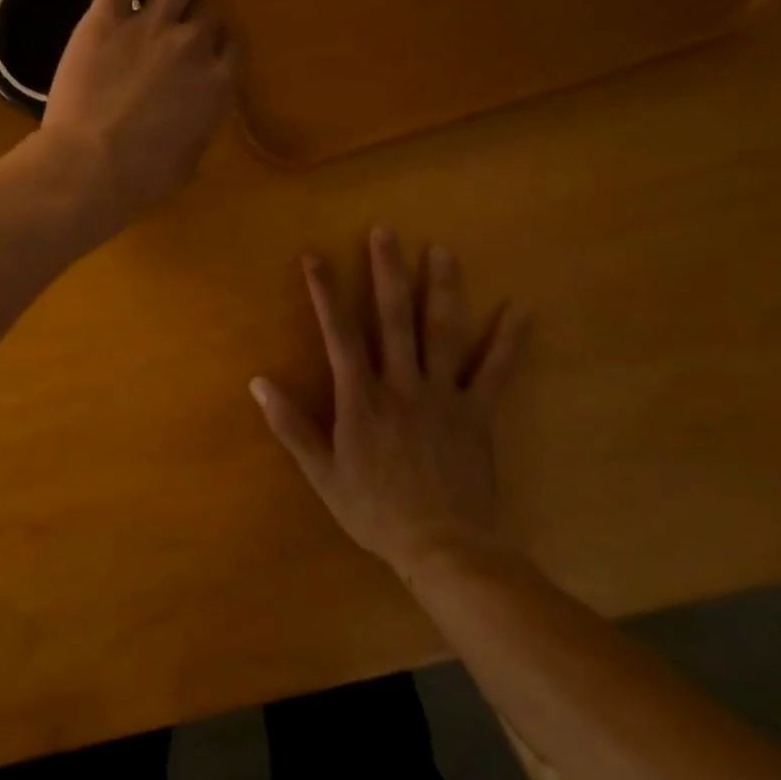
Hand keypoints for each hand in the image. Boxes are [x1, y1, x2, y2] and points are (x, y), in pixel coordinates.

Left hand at [40, 0, 232, 228]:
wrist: (92, 167)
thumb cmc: (141, 179)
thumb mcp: (186, 162)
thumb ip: (198, 130)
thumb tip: (195, 120)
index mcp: (216, 84)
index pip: (232, 45)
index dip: (217, 45)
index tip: (204, 53)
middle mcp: (191, 46)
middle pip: (209, 7)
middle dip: (195, 14)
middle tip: (174, 28)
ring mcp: (150, 27)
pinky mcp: (105, 18)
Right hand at [250, 229, 529, 578]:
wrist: (443, 547)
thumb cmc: (374, 510)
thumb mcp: (321, 473)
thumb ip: (291, 425)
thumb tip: (258, 382)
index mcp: (360, 398)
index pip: (338, 333)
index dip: (325, 292)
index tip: (316, 256)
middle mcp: (401, 384)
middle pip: (394, 318)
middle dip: (387, 272)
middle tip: (387, 231)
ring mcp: (444, 396)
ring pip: (443, 333)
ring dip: (443, 289)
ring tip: (443, 251)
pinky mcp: (478, 413)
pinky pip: (495, 371)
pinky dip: (509, 340)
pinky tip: (521, 308)